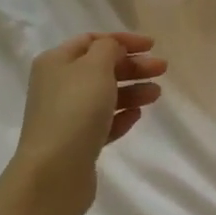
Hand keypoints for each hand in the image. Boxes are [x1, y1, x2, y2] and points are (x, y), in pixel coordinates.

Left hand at [11, 32, 165, 214]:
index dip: (123, 40)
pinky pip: (102, 122)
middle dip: (132, 66)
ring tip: (156, 94)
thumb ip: (109, 48)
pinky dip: (120, 116)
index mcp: (56, 61)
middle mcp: (57, 85)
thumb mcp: (95, 67)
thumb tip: (113, 49)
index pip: (92, 40)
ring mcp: (66, 116)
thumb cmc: (75, 110)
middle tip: (161, 69)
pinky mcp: (76, 143)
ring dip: (132, 91)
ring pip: (104, 96)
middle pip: (100, 68)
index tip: (152, 46)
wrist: (54, 174)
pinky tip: (137, 116)